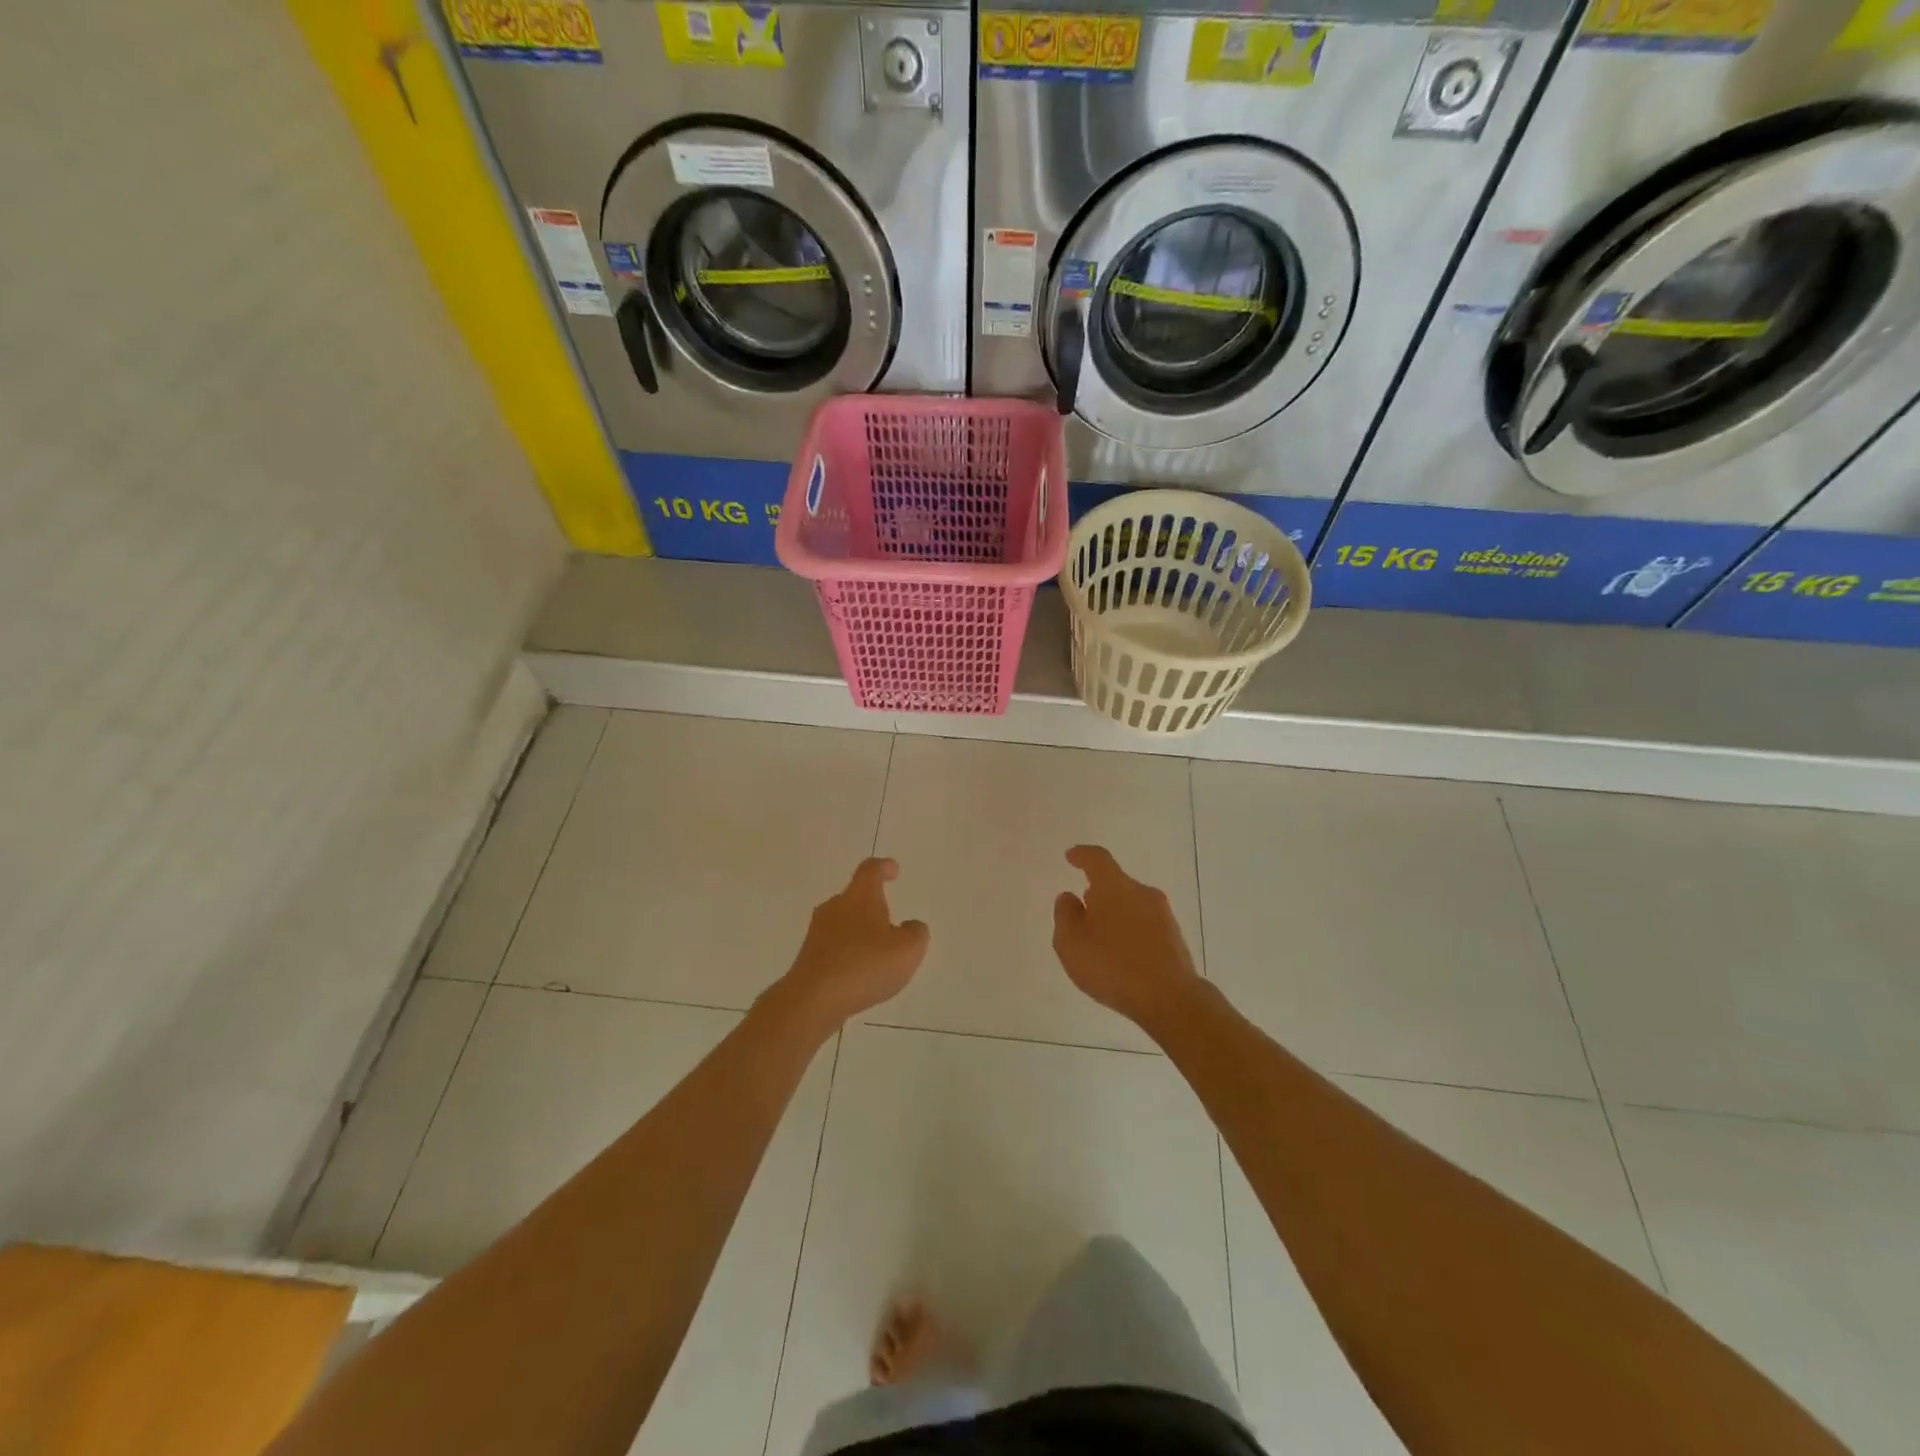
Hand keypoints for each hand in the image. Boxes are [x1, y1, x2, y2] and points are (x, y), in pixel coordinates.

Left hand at [776, 858, 929, 1030]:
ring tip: (878, 953)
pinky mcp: (809, 958)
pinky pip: (834, 948)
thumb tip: (910, 926)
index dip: (884, 867)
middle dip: (872, 905)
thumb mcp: (908, 949)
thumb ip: (916, 933)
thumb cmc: (865, 965)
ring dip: (860, 932)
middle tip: (890, 921)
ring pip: (843, 923)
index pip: (870, 870)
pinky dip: (848, 954)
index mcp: (859, 897)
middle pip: (855, 897)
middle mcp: (835, 908)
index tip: (894, 870)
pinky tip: (859, 974)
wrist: (813, 1000)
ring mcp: (817, 933)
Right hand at [1052, 845, 1201, 1030]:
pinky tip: (1121, 957)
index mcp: (1114, 886)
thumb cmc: (1111, 965)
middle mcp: (1142, 893)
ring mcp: (1163, 915)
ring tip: (1100, 939)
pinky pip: (1145, 926)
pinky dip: (1130, 933)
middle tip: (1081, 910)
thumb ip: (1065, 915)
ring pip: (1132, 905)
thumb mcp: (1070, 942)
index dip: (1082, 855)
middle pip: (1116, 884)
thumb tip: (1070, 897)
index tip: (1071, 857)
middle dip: (1097, 893)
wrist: (1169, 998)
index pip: (1097, 859)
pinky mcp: (1175, 938)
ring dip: (1115, 915)